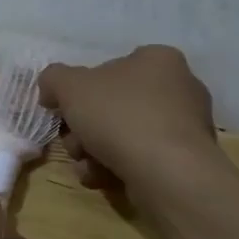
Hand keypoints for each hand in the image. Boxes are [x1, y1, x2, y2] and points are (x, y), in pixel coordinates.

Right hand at [38, 46, 221, 194]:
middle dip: (84, 128)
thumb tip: (52, 91)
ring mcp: (186, 126)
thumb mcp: (69, 85)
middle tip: (74, 143)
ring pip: (123, 134)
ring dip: (95, 151)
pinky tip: (102, 178)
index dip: (80, 90)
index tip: (64, 111)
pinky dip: (117, 167)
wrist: (166, 172)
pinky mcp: (186, 160)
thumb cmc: (119, 116)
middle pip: (113, 105)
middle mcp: (179, 87)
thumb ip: (53, 79)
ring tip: (87, 166)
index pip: (109, 68)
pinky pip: (141, 158)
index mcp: (158, 59)